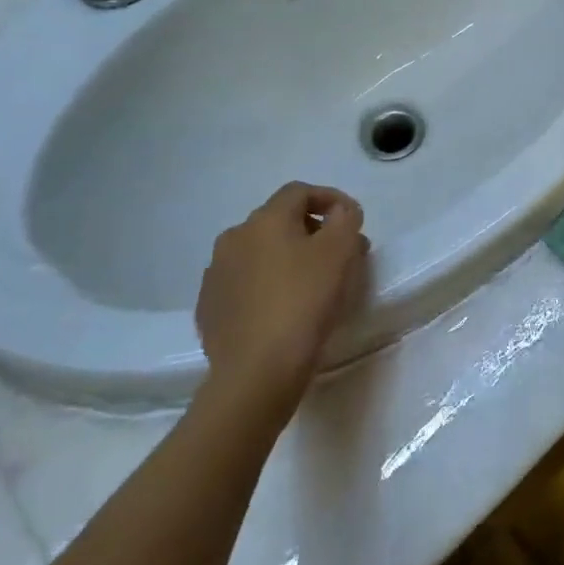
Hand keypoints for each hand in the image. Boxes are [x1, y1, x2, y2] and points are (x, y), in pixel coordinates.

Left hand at [196, 182, 368, 410]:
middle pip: (279, 221)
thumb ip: (346, 219)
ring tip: (312, 284)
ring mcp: (216, 274)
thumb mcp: (340, 252)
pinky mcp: (210, 308)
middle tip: (339, 254)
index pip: (299, 191)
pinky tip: (283, 309)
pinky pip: (245, 284)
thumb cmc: (304, 302)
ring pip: (260, 253)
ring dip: (287, 258)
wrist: (256, 373)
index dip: (330, 198)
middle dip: (312, 231)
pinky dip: (267, 285)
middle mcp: (234, 238)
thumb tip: (341, 211)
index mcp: (264, 220)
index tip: (353, 219)